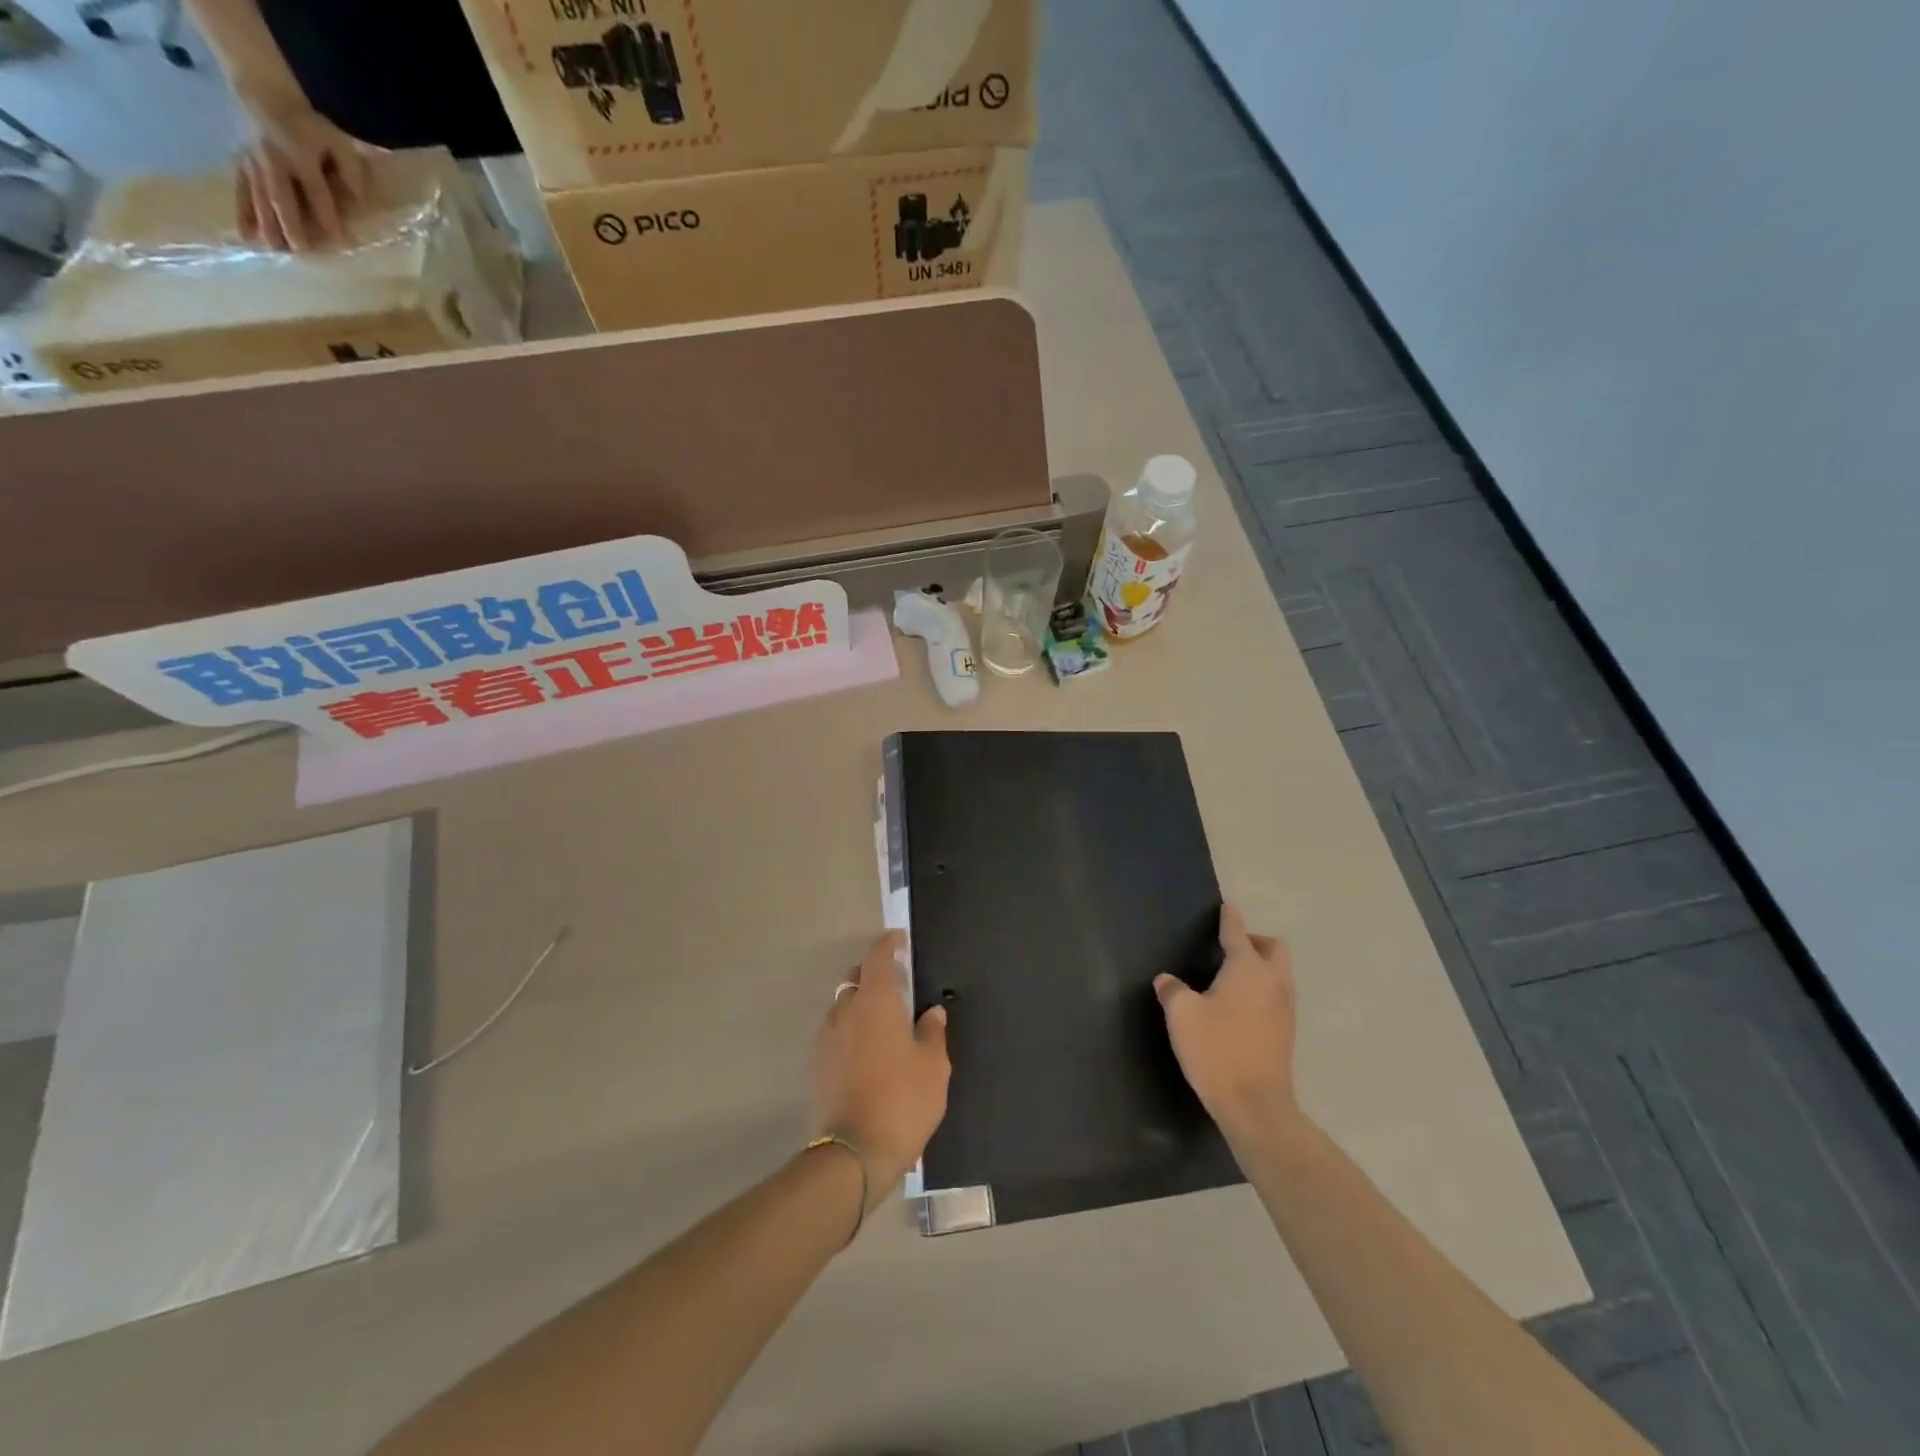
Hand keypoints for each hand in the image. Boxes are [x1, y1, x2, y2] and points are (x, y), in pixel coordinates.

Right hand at [234, 90, 373, 250]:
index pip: (317, 192)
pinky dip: (242, 212)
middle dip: (290, 224)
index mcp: (300, 155)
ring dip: (266, 224)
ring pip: (259, 197)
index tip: (339, 242)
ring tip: (274, 250)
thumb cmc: (312, 127)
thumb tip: (362, 204)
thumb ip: (352, 173)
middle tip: (300, 251)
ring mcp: (253, 162)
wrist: (265, 95)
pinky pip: (239, 190)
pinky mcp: (238, 163)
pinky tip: (245, 235)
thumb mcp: (340, 144)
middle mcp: (273, 160)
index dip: (328, 216)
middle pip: (282, 197)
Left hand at [813, 932, 949, 1205]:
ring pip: (844, 1006)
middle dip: (874, 974)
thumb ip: (932, 1032)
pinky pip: (837, 1031)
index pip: (877, 959)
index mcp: (876, 1002)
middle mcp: (846, 1011)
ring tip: (885, 1020)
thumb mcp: (933, 1067)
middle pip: (856, 979)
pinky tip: (869, 1049)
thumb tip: (932, 1012)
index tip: (900, 940)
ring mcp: (828, 1038)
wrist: (854, 1153)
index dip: (888, 944)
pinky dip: (852, 1028)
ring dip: (861, 1003)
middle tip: (898, 983)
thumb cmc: (903, 1101)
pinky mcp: (819, 1064)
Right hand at [1154, 905, 1299, 1136]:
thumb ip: (1172, 991)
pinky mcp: (1287, 1033)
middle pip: (1274, 949)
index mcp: (1247, 969)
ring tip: (1233, 977)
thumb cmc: (1216, 1050)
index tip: (1227, 908)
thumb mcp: (1182, 1015)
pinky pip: (1278, 996)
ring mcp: (1285, 1009)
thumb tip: (1167, 981)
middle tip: (1230, 949)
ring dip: (1262, 967)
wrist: (1255, 1106)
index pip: (1238, 934)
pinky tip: (1241, 1007)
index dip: (1230, 919)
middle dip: (1255, 941)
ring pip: (1280, 973)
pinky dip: (1263, 990)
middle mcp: (1272, 982)